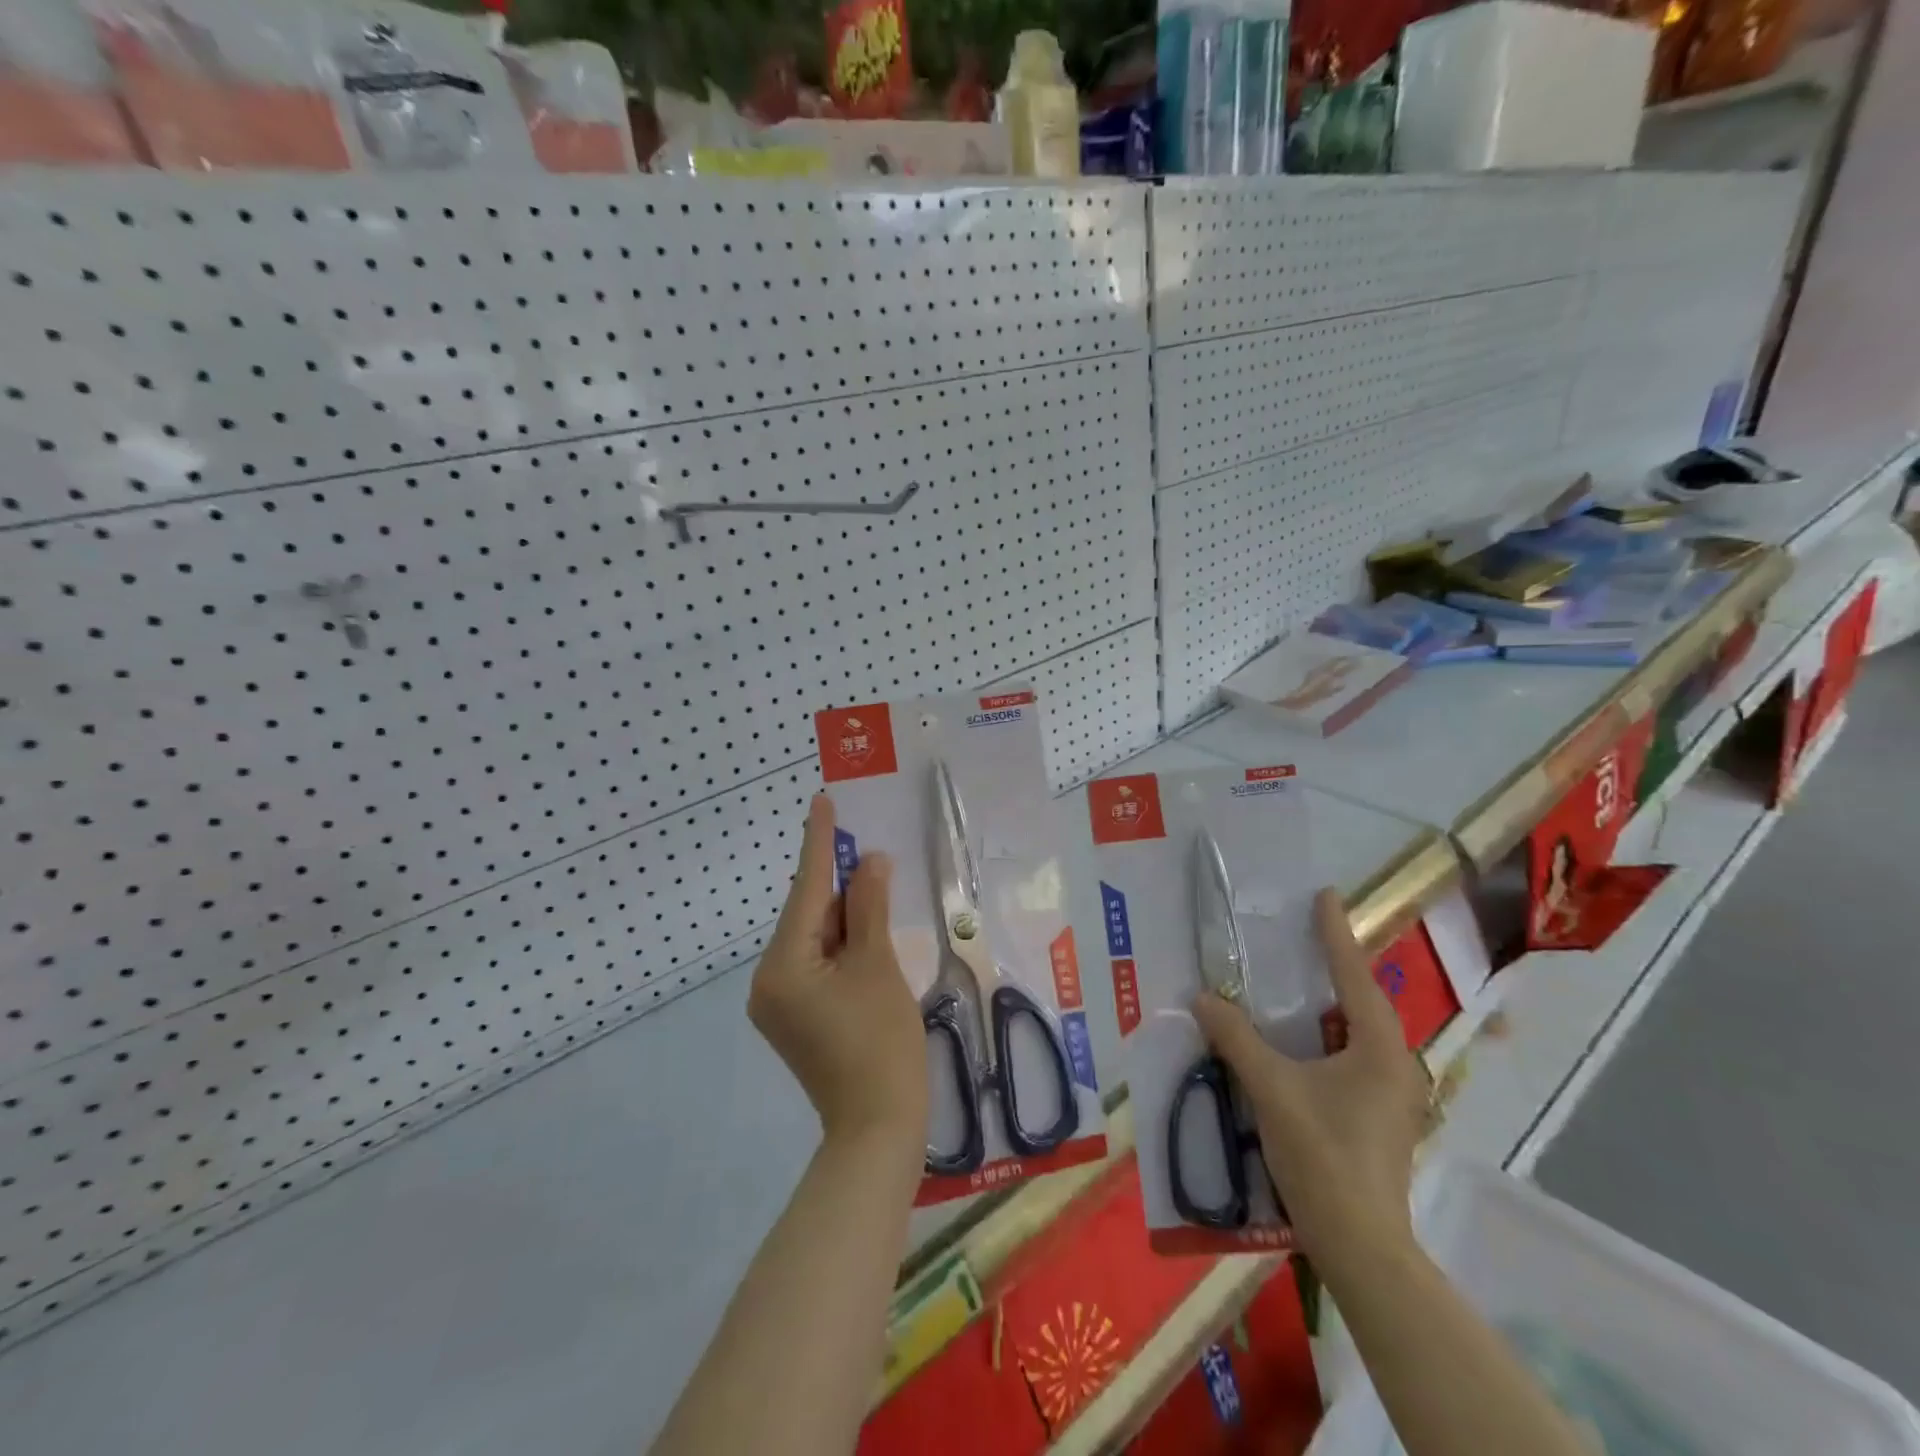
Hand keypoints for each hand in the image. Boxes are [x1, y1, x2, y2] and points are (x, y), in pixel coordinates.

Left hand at [750, 794, 928, 1152]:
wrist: (878, 1128)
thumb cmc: (881, 1042)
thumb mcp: (878, 965)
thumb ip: (870, 908)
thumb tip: (869, 862)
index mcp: (782, 966)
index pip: (806, 890)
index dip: (819, 843)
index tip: (822, 801)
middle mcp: (768, 980)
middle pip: (808, 914)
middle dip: (839, 882)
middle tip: (866, 845)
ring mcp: (778, 1002)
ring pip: (813, 938)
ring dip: (844, 913)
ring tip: (875, 882)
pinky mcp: (794, 1017)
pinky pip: (816, 962)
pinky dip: (840, 942)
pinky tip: (866, 928)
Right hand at [1191, 888, 1429, 1264]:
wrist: (1360, 1244)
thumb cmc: (1323, 1155)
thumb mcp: (1272, 1088)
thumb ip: (1236, 1038)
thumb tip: (1203, 998)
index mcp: (1379, 1049)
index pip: (1355, 976)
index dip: (1336, 934)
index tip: (1326, 896)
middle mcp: (1395, 1064)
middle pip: (1365, 1000)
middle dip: (1338, 965)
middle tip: (1307, 933)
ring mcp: (1393, 1094)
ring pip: (1362, 1031)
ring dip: (1334, 1002)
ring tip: (1303, 979)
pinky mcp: (1381, 1116)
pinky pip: (1355, 1055)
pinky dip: (1330, 1034)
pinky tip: (1304, 1039)